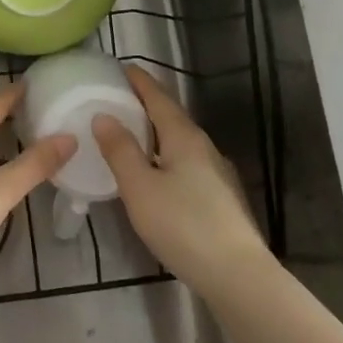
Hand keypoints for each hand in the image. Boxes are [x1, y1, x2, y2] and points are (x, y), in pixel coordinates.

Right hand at [93, 65, 265, 289]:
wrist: (238, 275)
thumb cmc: (183, 225)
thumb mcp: (140, 187)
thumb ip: (120, 150)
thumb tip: (104, 116)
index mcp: (184, 137)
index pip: (158, 97)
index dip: (139, 81)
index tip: (120, 67)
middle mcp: (204, 147)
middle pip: (171, 117)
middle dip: (145, 105)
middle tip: (116, 100)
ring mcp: (217, 173)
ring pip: (179, 142)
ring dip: (155, 133)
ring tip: (130, 136)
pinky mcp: (221, 198)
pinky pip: (186, 164)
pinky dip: (165, 157)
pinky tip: (155, 175)